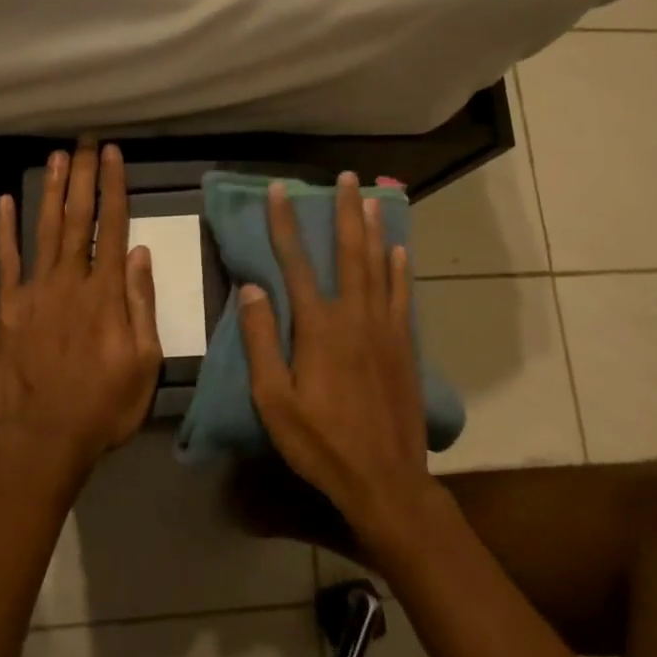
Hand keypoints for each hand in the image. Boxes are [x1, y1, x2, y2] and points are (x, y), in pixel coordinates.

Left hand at [0, 142, 163, 475]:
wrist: (43, 438)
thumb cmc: (103, 405)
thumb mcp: (144, 362)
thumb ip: (141, 304)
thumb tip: (140, 253)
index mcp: (106, 292)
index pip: (112, 226)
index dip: (113, 187)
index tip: (113, 155)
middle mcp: (70, 280)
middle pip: (78, 218)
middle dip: (82, 176)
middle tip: (84, 142)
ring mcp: (34, 291)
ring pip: (45, 228)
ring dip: (52, 191)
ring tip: (57, 158)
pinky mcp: (7, 307)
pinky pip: (6, 260)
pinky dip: (5, 229)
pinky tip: (6, 201)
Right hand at [239, 174, 439, 552]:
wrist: (385, 479)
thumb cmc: (321, 442)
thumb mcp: (273, 400)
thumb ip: (261, 342)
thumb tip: (251, 288)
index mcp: (319, 327)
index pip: (296, 263)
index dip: (286, 224)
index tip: (280, 190)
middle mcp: (355, 316)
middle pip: (349, 252)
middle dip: (345, 211)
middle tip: (346, 177)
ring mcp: (385, 328)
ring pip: (379, 266)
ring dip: (375, 229)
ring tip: (373, 198)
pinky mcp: (405, 346)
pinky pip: (403, 296)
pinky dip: (400, 269)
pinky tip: (400, 250)